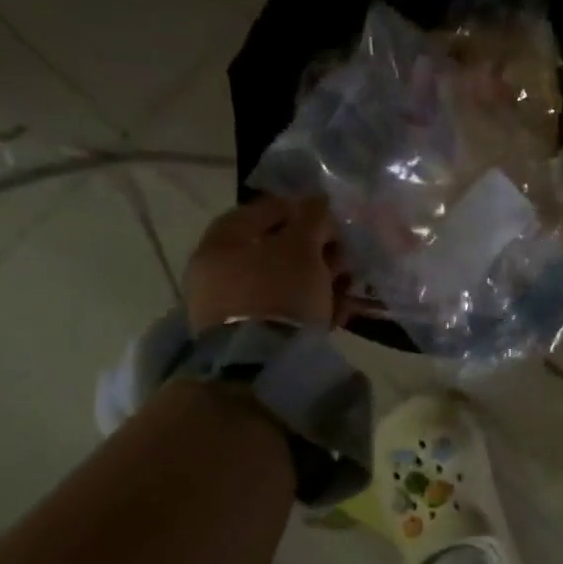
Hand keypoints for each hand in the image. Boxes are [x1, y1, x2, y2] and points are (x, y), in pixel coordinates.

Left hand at [185, 195, 349, 334]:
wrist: (260, 362)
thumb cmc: (280, 290)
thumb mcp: (303, 246)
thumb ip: (312, 217)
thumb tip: (318, 201)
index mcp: (222, 241)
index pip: (263, 210)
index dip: (301, 210)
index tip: (331, 221)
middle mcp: (217, 270)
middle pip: (275, 249)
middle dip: (315, 250)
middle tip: (343, 257)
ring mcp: (229, 305)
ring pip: (282, 281)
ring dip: (317, 280)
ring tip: (345, 288)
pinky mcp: (245, 334)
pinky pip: (282, 310)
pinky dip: (308, 306)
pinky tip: (335, 312)